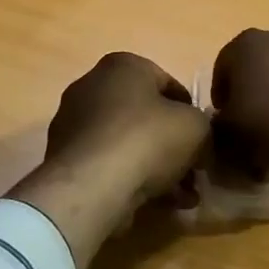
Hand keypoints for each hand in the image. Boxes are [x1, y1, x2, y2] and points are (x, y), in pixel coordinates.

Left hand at [12, 53, 210, 268]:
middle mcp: (92, 86)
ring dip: (158, 169)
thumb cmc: (148, 139)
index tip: (204, 140)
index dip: (192, 113)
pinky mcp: (64, 157)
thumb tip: (198, 139)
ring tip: (182, 198)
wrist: (92, 185)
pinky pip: (108, 164)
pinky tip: (157, 203)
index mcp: (122, 65)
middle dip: (173, 146)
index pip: (169, 84)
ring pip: (128, 144)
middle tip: (194, 172)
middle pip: (146, 116)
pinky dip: (132, 179)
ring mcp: (73, 123)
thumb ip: (203, 126)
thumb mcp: (197, 127)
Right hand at [211, 27, 268, 186]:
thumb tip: (224, 121)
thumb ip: (220, 122)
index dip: (221, 92)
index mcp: (247, 43)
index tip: (223, 115)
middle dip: (251, 86)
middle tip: (249, 116)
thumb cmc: (266, 123)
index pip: (224, 65)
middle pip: (257, 63)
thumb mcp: (229, 130)